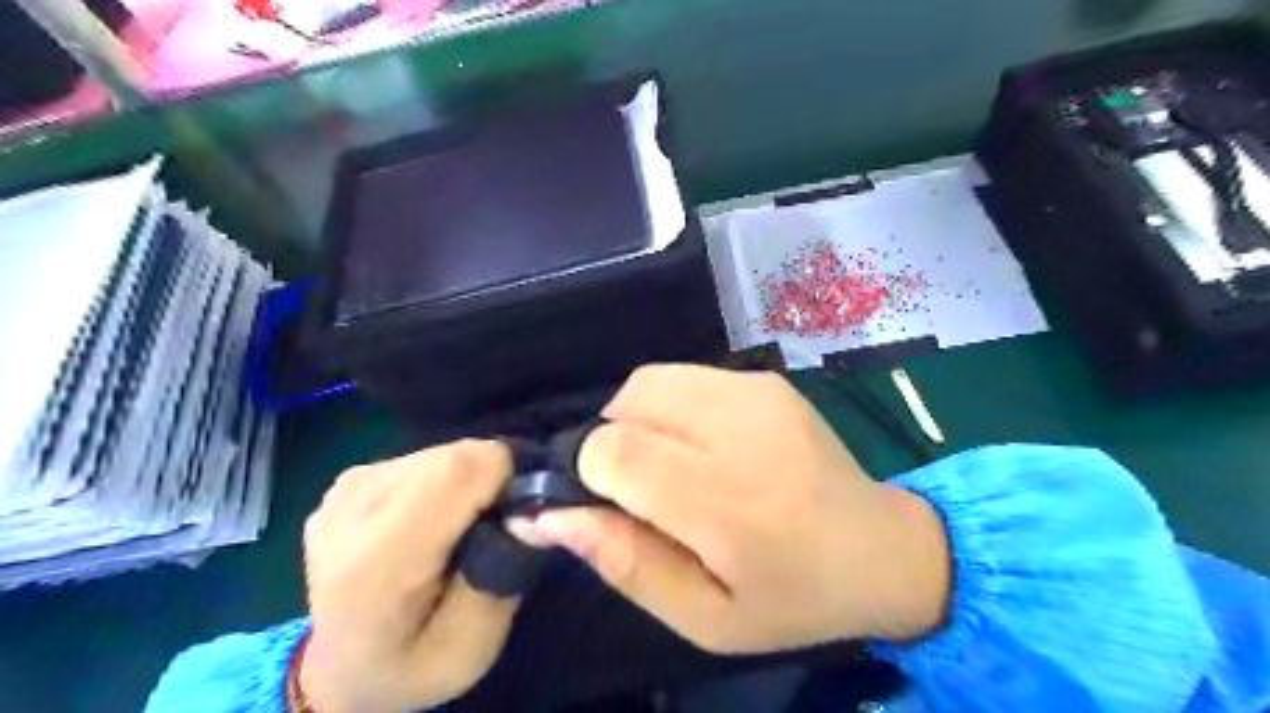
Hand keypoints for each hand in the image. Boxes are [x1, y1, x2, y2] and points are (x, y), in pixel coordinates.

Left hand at [302, 440, 518, 712]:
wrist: (341, 671)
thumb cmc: (411, 665)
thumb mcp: (471, 647)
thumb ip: (501, 575)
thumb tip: (526, 512)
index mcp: (376, 559)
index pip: (457, 469)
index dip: (503, 478)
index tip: (514, 515)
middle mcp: (351, 508)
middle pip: (454, 455)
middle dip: (488, 482)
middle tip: (488, 531)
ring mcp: (345, 488)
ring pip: (442, 452)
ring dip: (466, 483)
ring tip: (456, 531)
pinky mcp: (350, 478)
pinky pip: (423, 457)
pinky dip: (443, 482)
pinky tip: (428, 522)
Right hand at [509, 367, 947, 652]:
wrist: (882, 549)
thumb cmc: (792, 597)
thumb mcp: (704, 617)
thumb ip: (624, 563)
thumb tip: (550, 516)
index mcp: (726, 501)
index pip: (615, 451)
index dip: (589, 473)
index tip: (606, 504)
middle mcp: (741, 429)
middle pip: (627, 403)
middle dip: (610, 442)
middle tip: (640, 490)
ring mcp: (758, 393)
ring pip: (649, 381)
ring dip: (637, 420)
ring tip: (668, 465)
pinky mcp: (767, 380)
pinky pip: (685, 377)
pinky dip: (670, 408)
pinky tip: (701, 446)